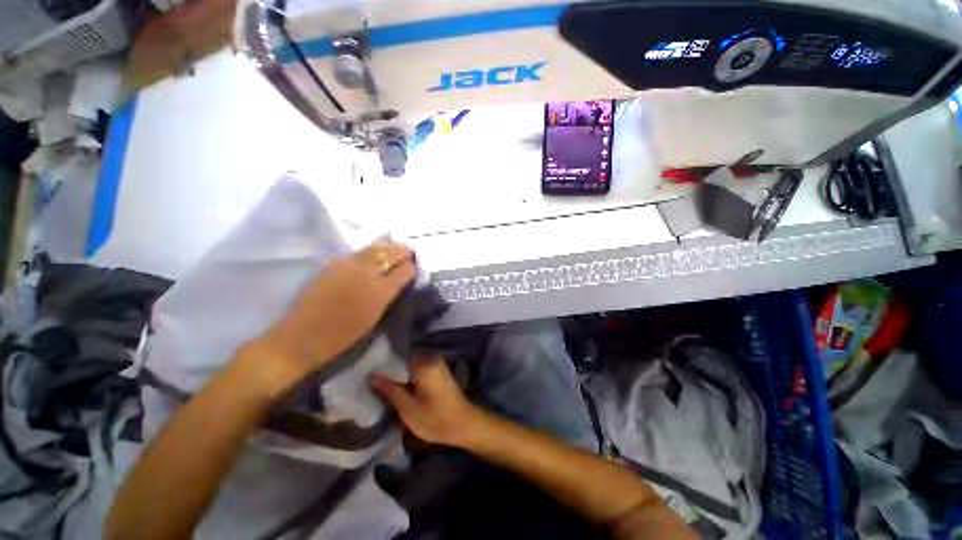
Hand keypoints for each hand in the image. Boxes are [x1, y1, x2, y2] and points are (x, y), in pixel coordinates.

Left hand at [250, 241, 416, 385]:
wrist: (302, 337)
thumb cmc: (343, 335)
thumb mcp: (375, 318)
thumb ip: (388, 295)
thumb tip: (398, 282)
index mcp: (380, 291)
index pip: (404, 271)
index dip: (412, 268)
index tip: (415, 268)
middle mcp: (366, 273)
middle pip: (390, 254)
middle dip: (403, 251)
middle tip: (410, 252)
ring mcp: (348, 265)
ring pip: (374, 248)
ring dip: (388, 246)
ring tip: (395, 246)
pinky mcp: (332, 264)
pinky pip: (357, 251)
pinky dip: (369, 250)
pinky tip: (372, 252)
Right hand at [370, 353, 484, 447]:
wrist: (464, 425)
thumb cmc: (436, 419)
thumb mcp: (408, 409)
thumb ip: (390, 390)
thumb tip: (372, 376)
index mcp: (424, 363)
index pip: (396, 359)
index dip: (381, 368)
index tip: (366, 377)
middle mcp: (431, 358)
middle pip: (403, 362)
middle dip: (389, 373)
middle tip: (371, 385)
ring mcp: (436, 364)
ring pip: (409, 367)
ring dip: (398, 377)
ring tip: (381, 389)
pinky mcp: (438, 371)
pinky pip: (418, 371)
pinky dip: (408, 379)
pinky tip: (399, 390)